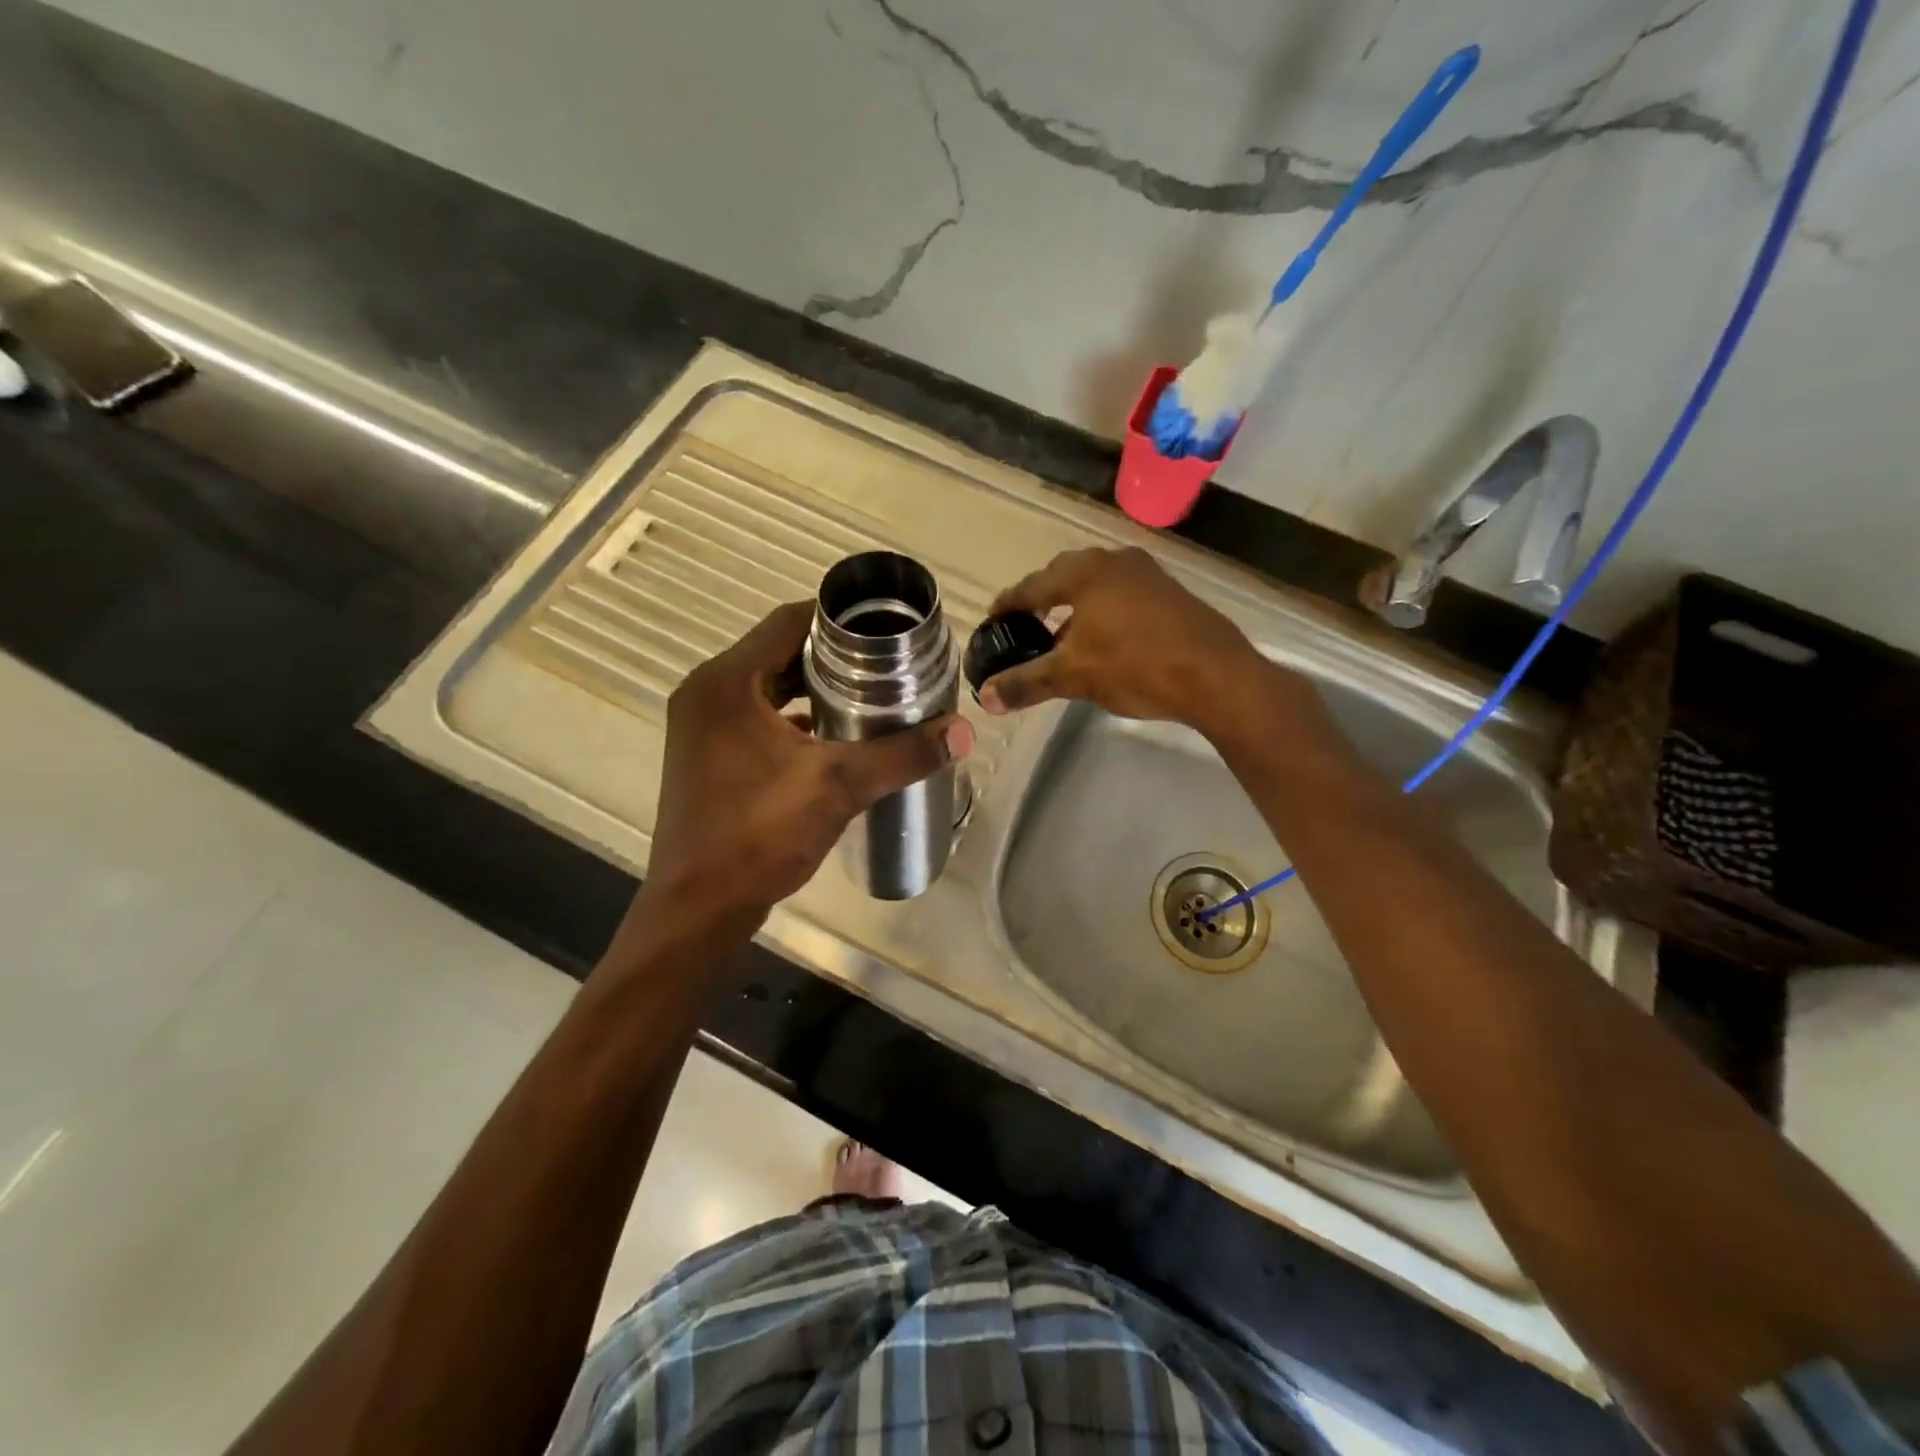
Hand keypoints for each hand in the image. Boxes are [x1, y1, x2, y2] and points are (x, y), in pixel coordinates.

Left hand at [632, 601, 972, 941]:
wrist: (698, 908)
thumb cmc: (759, 836)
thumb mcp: (838, 787)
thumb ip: (902, 755)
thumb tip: (963, 732)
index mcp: (727, 682)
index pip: (789, 621)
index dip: (839, 619)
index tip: (885, 631)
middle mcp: (706, 692)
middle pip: (779, 651)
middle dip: (832, 655)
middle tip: (886, 664)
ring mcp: (701, 725)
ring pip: (767, 685)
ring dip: (812, 687)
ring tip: (868, 696)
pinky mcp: (706, 755)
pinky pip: (755, 716)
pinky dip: (791, 716)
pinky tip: (833, 737)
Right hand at [978, 547, 1265, 733]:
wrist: (1216, 675)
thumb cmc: (1136, 666)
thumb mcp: (1074, 677)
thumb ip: (1026, 683)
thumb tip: (985, 697)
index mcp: (1084, 573)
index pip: (1031, 586)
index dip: (1008, 604)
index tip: (993, 619)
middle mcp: (1114, 562)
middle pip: (1064, 576)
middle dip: (1041, 599)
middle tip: (1025, 623)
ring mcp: (1147, 574)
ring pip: (1096, 584)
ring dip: (1074, 606)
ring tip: (1061, 637)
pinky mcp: (1170, 592)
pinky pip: (1121, 594)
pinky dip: (1102, 611)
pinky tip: (1103, 641)